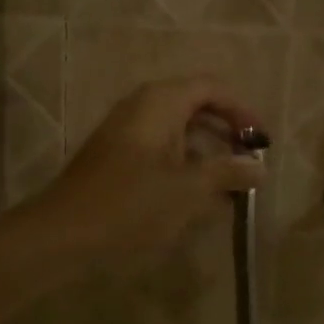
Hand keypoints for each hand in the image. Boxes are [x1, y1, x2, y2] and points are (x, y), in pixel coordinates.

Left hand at [28, 75, 267, 275]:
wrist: (62, 234)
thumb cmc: (130, 204)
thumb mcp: (188, 190)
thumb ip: (228, 173)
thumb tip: (260, 168)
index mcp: (161, 102)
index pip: (212, 88)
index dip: (242, 111)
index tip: (262, 141)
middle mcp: (142, 107)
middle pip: (196, 107)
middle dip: (226, 133)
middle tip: (249, 162)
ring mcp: (126, 132)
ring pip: (179, 132)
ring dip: (207, 153)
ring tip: (230, 185)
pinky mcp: (116, 157)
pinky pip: (161, 151)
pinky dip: (184, 166)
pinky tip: (197, 199)